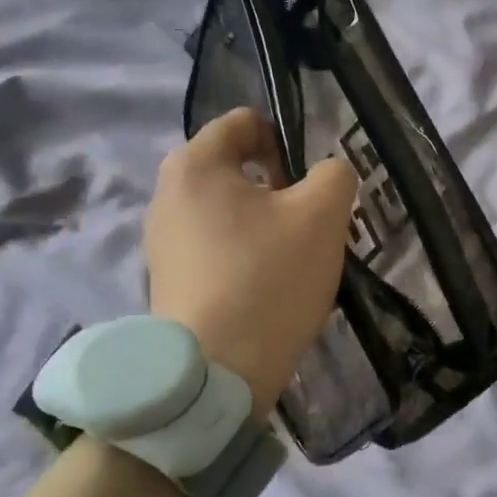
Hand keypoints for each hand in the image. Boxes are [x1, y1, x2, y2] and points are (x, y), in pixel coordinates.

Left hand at [145, 109, 359, 415]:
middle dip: (279, 189)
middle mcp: (167, 194)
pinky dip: (244, 257)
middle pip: (237, 169)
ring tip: (290, 263)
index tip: (308, 187)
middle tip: (308, 228)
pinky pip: (216, 248)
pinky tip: (266, 290)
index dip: (286, 143)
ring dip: (265, 225)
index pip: (245, 123)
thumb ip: (335, 175)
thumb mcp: (323, 215)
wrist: (217, 373)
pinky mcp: (167, 279)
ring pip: (229, 211)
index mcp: (195, 164)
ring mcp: (161, 241)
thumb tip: (325, 177)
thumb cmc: (269, 278)